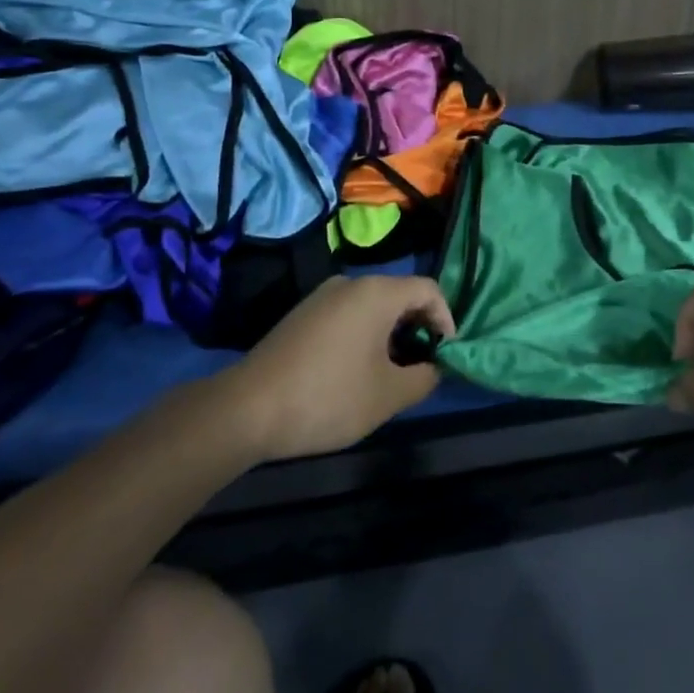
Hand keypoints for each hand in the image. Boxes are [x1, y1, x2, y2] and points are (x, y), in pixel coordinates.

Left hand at [216, 275, 454, 461]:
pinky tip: (354, 371)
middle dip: (418, 328)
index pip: (429, 290)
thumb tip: (434, 367)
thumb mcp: (389, 395)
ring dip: (390, 334)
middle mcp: (350, 283)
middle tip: (420, 367)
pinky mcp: (301, 314)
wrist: (247, 409)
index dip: (445, 320)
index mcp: (377, 292)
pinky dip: (364, 335)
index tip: (444, 355)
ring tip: (389, 374)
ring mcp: (321, 296)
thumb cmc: (329, 396)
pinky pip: (348, 314)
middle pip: (400, 294)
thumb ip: (424, 377)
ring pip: (373, 306)